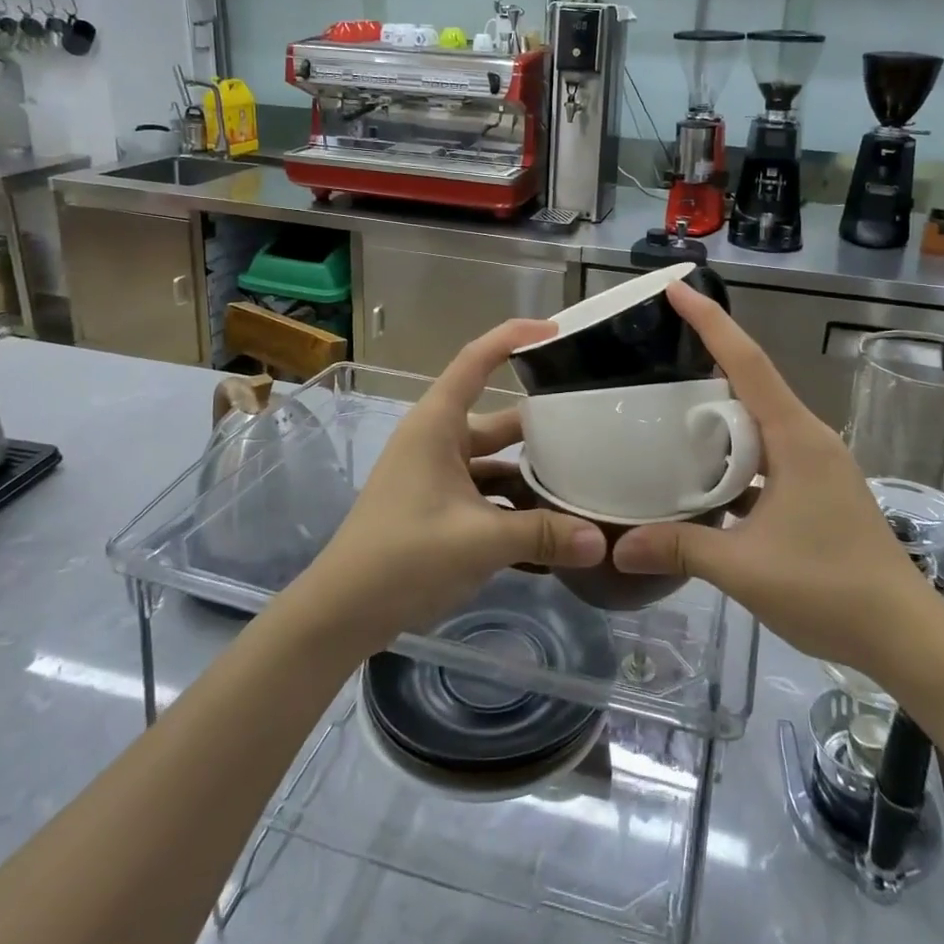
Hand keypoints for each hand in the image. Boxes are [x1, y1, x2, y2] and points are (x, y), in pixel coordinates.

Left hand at [294, 319, 606, 653]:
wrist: (341, 613)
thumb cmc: (402, 556)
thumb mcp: (478, 541)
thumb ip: (542, 534)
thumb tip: (602, 541)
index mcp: (437, 425)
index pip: (476, 360)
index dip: (513, 337)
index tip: (556, 331)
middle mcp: (438, 441)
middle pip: (499, 419)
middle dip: (542, 424)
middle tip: (592, 424)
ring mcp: (438, 476)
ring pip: (497, 462)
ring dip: (532, 476)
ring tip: (584, 482)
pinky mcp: (439, 508)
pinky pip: (487, 495)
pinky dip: (516, 508)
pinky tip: (554, 532)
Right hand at [613, 283, 936, 668]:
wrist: (904, 635)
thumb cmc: (829, 588)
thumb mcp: (745, 568)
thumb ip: (680, 548)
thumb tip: (618, 546)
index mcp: (794, 437)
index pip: (746, 362)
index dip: (710, 321)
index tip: (676, 288)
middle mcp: (806, 438)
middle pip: (750, 383)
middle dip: (706, 362)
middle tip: (655, 354)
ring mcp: (815, 464)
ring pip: (757, 421)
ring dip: (718, 415)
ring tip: (668, 413)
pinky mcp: (816, 489)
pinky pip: (766, 453)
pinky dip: (733, 454)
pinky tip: (702, 475)